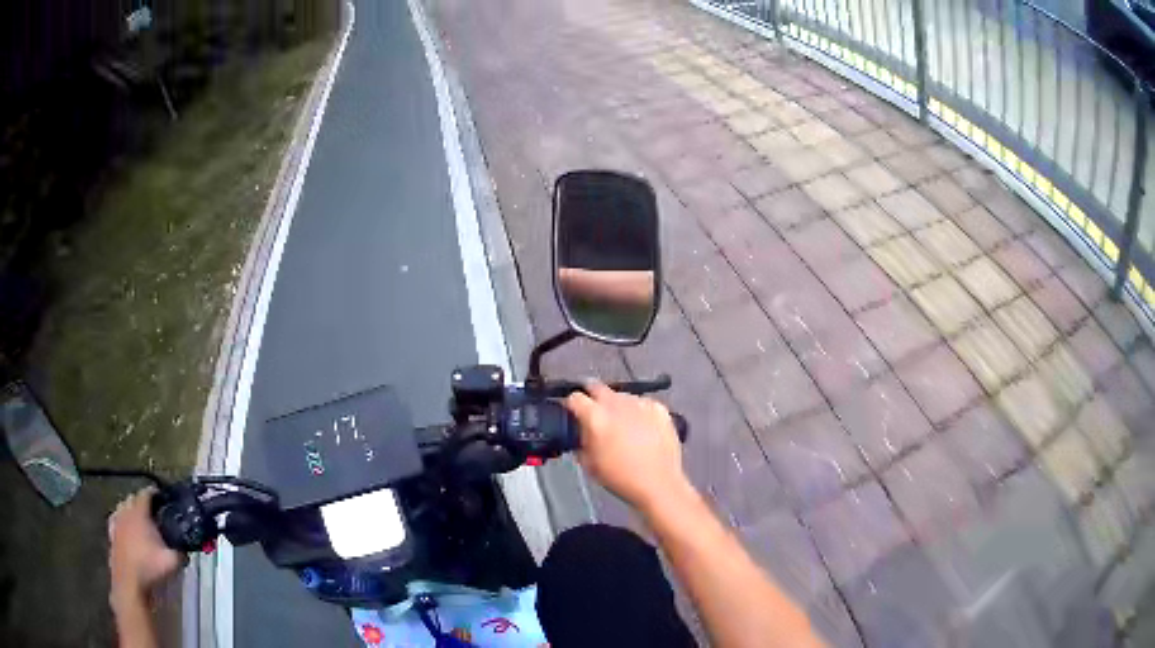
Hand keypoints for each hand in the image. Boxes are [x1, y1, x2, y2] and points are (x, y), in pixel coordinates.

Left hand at [108, 488, 182, 607]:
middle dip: (141, 502)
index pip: (145, 493)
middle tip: (152, 512)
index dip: (154, 493)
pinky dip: (120, 520)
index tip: (161, 496)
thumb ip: (180, 552)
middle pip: (132, 498)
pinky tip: (124, 528)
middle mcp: (126, 512)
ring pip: (122, 507)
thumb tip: (185, 550)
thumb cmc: (149, 568)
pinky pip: (115, 520)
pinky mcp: (111, 534)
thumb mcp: (172, 562)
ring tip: (138, 519)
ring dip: (129, 510)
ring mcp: (116, 522)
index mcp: (139, 513)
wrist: (130, 581)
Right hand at [564, 381, 691, 513]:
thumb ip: (580, 441)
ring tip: (621, 424)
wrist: (658, 483)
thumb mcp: (589, 464)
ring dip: (617, 404)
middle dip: (592, 396)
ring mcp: (640, 404)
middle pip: (597, 387)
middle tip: (594, 411)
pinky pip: (643, 403)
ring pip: (621, 395)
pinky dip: (639, 410)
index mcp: (596, 417)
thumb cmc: (621, 478)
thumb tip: (580, 431)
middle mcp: (617, 404)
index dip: (570, 404)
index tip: (572, 411)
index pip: (574, 397)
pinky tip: (641, 426)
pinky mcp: (659, 408)